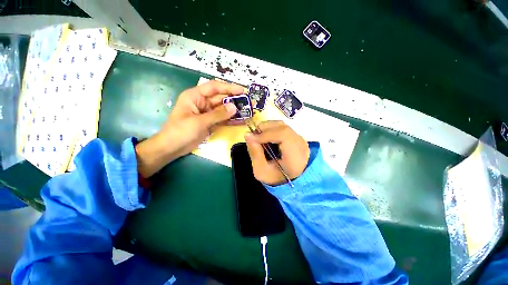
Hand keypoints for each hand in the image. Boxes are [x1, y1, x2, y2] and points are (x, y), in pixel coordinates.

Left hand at [136, 80, 243, 177]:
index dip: (229, 87)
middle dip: (235, 100)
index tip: (242, 90)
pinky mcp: (210, 122)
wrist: (172, 148)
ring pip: (224, 109)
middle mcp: (202, 102)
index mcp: (195, 96)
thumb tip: (234, 107)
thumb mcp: (199, 122)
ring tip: (249, 111)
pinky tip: (242, 121)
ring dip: (235, 110)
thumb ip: (217, 114)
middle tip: (250, 102)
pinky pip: (223, 119)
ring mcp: (207, 113)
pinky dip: (231, 120)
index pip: (214, 87)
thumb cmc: (180, 132)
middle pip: (221, 98)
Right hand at [245, 121, 309, 185]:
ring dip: (267, 128)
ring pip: (282, 125)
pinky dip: (272, 129)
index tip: (252, 138)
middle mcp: (301, 145)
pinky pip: (283, 127)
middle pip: (282, 127)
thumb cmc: (276, 178)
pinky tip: (266, 137)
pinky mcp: (297, 136)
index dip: (266, 134)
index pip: (283, 135)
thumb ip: (255, 154)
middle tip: (254, 137)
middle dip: (264, 129)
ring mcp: (300, 139)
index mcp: (295, 157)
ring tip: (259, 137)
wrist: (292, 180)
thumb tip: (247, 134)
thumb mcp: (261, 171)